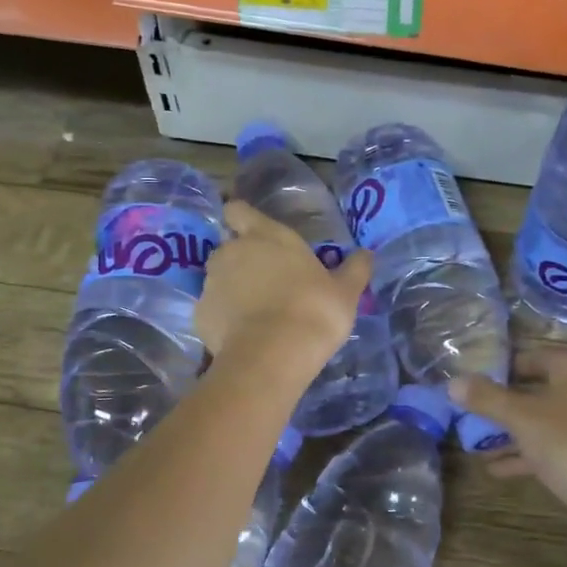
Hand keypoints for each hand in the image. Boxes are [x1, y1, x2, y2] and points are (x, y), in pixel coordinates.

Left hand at [195, 201, 371, 369]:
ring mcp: (211, 283)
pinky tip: (244, 337)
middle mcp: (232, 251)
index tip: (255, 234)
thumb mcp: (346, 291)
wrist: (273, 356)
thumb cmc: (314, 311)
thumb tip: (366, 253)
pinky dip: (225, 319)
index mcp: (265, 236)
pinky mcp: (200, 314)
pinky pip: (213, 310)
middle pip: (230, 247)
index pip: (238, 211)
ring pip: (219, 279)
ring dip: (233, 290)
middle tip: (269, 283)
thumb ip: (355, 268)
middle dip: (243, 260)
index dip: (244, 219)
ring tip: (257, 315)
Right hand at [450, 347, 566, 556]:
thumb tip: (452, 382)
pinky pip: (558, 446)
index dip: (502, 368)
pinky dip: (530, 453)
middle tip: (472, 415)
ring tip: (477, 446)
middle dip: (505, 406)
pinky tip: (498, 469)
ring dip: (514, 433)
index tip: (474, 382)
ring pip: (547, 422)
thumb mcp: (521, 418)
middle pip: (540, 391)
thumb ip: (486, 398)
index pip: (534, 357)